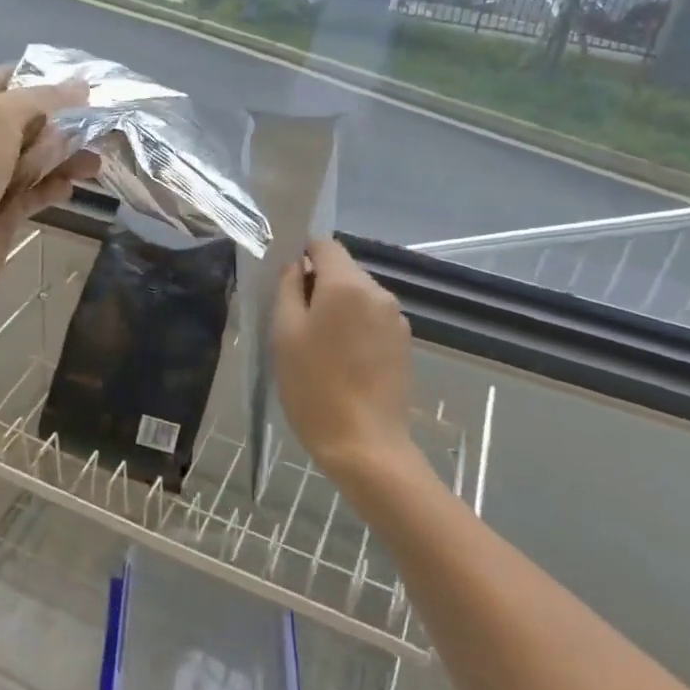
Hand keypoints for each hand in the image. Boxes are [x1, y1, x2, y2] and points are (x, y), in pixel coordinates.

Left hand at [0, 63, 98, 311]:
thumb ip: (43, 97)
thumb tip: (81, 86)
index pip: (9, 79)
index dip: (47, 79)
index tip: (87, 85)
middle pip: (29, 120)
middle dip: (63, 124)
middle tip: (96, 128)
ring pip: (37, 157)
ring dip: (66, 158)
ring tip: (93, 163)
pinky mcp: (2, 210)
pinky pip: (36, 191)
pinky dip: (54, 187)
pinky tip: (70, 188)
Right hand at [272, 240, 417, 481]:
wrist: (364, 444)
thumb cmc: (314, 387)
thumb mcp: (285, 334)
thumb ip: (289, 288)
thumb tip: (297, 265)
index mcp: (347, 284)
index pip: (325, 245)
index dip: (303, 254)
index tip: (287, 281)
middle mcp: (378, 292)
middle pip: (344, 270)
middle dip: (320, 285)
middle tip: (295, 320)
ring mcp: (396, 319)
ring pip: (359, 296)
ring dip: (338, 308)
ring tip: (318, 346)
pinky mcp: (404, 344)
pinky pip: (373, 320)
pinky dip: (356, 328)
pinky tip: (342, 361)